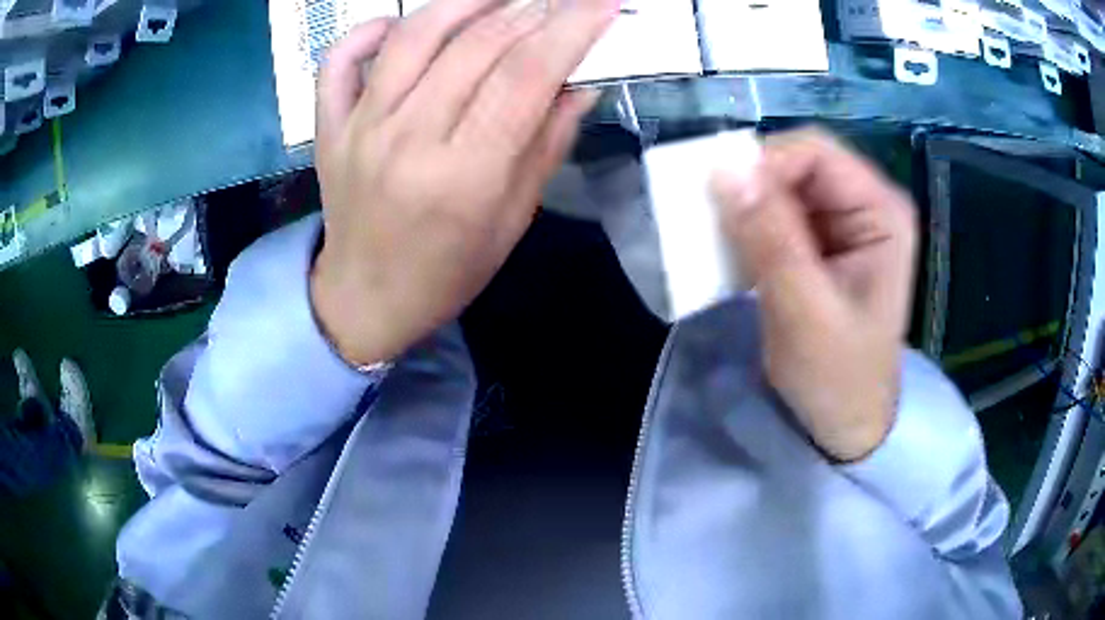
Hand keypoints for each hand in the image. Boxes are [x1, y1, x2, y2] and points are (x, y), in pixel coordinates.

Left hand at [311, 0, 618, 365]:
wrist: (366, 298)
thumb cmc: (448, 271)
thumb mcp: (513, 220)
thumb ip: (547, 143)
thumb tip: (578, 82)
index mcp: (464, 175)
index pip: (526, 74)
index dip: (572, 27)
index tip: (602, 2)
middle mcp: (408, 138)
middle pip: (477, 44)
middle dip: (532, 9)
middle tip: (559, 2)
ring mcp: (360, 126)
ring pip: (414, 34)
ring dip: (466, 2)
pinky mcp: (330, 126)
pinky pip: (341, 58)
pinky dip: (372, 28)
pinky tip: (403, 26)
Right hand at [710, 130, 917, 461]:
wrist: (843, 424)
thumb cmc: (837, 377)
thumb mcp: (804, 311)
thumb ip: (770, 238)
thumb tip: (724, 169)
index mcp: (881, 212)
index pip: (816, 152)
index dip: (766, 164)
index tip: (722, 200)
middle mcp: (865, 205)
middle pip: (797, 164)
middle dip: (752, 187)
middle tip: (714, 222)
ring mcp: (842, 224)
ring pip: (780, 187)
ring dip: (744, 208)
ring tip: (719, 242)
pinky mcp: (819, 244)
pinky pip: (774, 215)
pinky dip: (747, 227)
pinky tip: (733, 254)